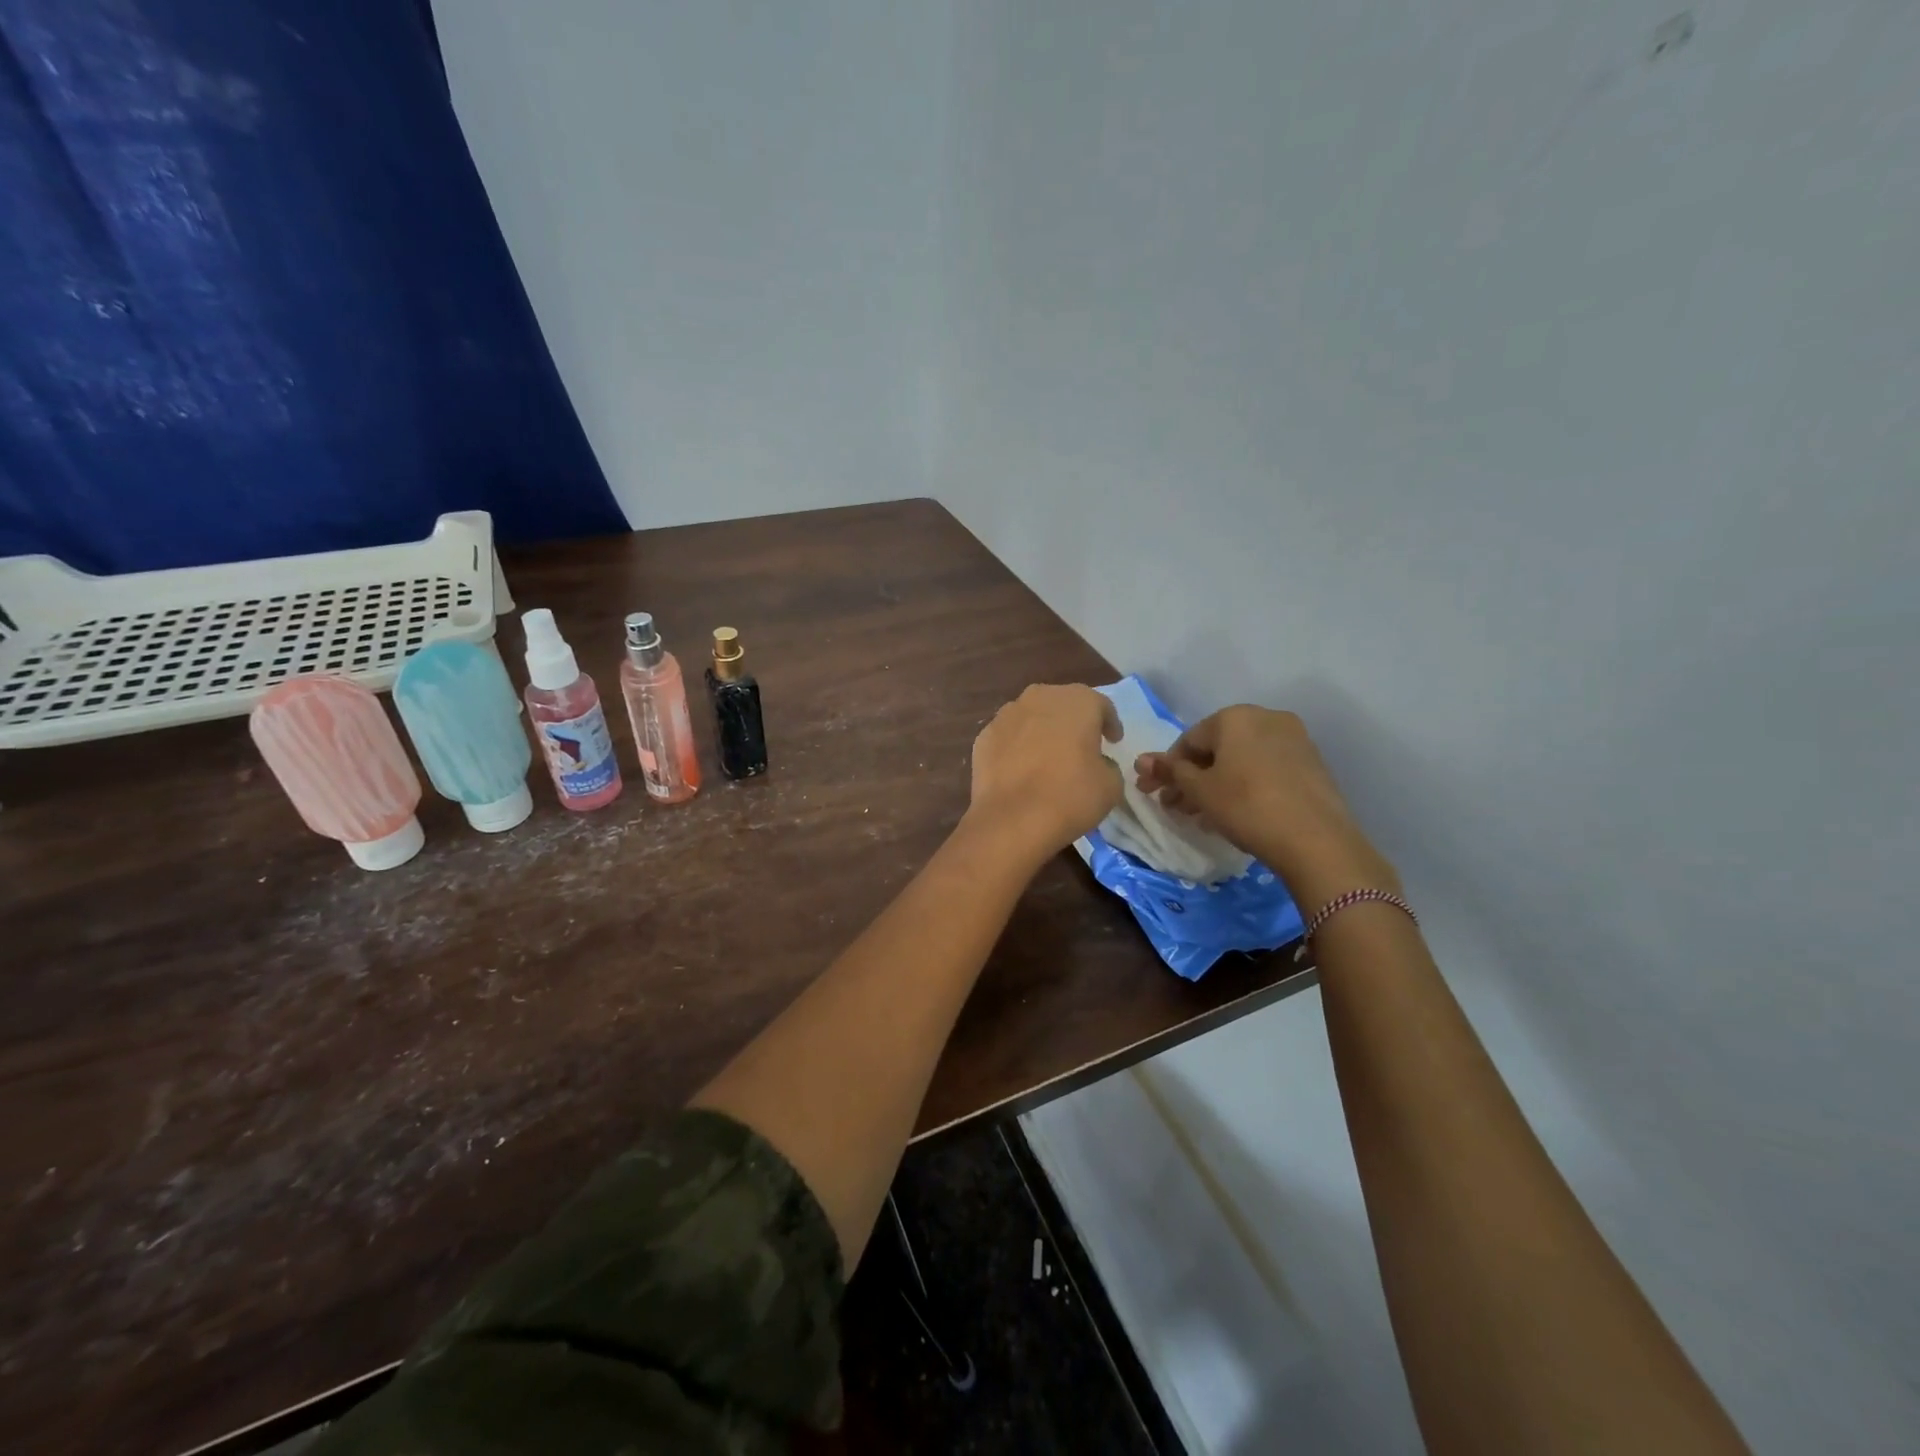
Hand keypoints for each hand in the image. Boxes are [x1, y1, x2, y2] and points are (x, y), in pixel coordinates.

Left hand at [967, 684, 1121, 859]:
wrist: (1013, 819)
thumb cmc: (1071, 795)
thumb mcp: (1111, 784)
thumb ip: (1107, 765)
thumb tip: (1095, 763)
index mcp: (1078, 701)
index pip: (1101, 705)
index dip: (1110, 723)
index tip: (1113, 741)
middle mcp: (1040, 697)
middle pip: (1063, 704)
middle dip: (1073, 721)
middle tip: (1082, 745)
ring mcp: (1006, 714)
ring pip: (1032, 716)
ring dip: (1043, 731)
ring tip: (1048, 756)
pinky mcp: (983, 736)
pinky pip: (1009, 736)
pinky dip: (1017, 746)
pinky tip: (1021, 768)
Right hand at [1134, 706, 1396, 910]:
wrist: (1316, 839)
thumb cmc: (1246, 806)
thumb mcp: (1199, 790)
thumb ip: (1170, 772)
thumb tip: (1141, 760)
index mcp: (1234, 717)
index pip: (1188, 740)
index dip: (1167, 769)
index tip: (1154, 794)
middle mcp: (1265, 717)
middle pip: (1216, 749)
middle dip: (1191, 778)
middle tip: (1174, 807)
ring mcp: (1293, 739)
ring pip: (1240, 760)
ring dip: (1216, 784)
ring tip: (1201, 817)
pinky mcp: (1311, 764)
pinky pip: (1264, 769)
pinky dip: (1244, 786)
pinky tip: (1233, 813)